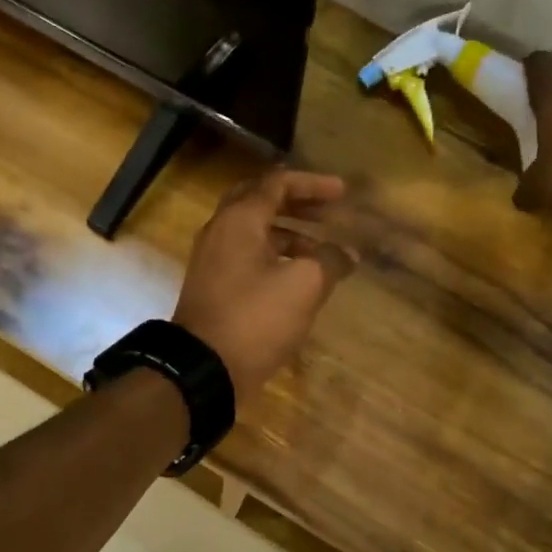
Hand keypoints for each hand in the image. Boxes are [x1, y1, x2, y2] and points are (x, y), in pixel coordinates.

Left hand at [172, 170, 357, 409]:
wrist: (203, 369)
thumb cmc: (255, 318)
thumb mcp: (303, 286)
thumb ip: (330, 261)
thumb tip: (347, 252)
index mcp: (239, 220)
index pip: (277, 183)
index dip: (313, 184)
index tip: (343, 193)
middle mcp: (221, 231)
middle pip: (261, 202)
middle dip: (298, 203)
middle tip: (329, 212)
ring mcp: (213, 260)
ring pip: (254, 232)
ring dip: (289, 234)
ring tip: (322, 250)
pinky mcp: (214, 286)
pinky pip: (247, 257)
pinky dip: (275, 257)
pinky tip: (297, 277)